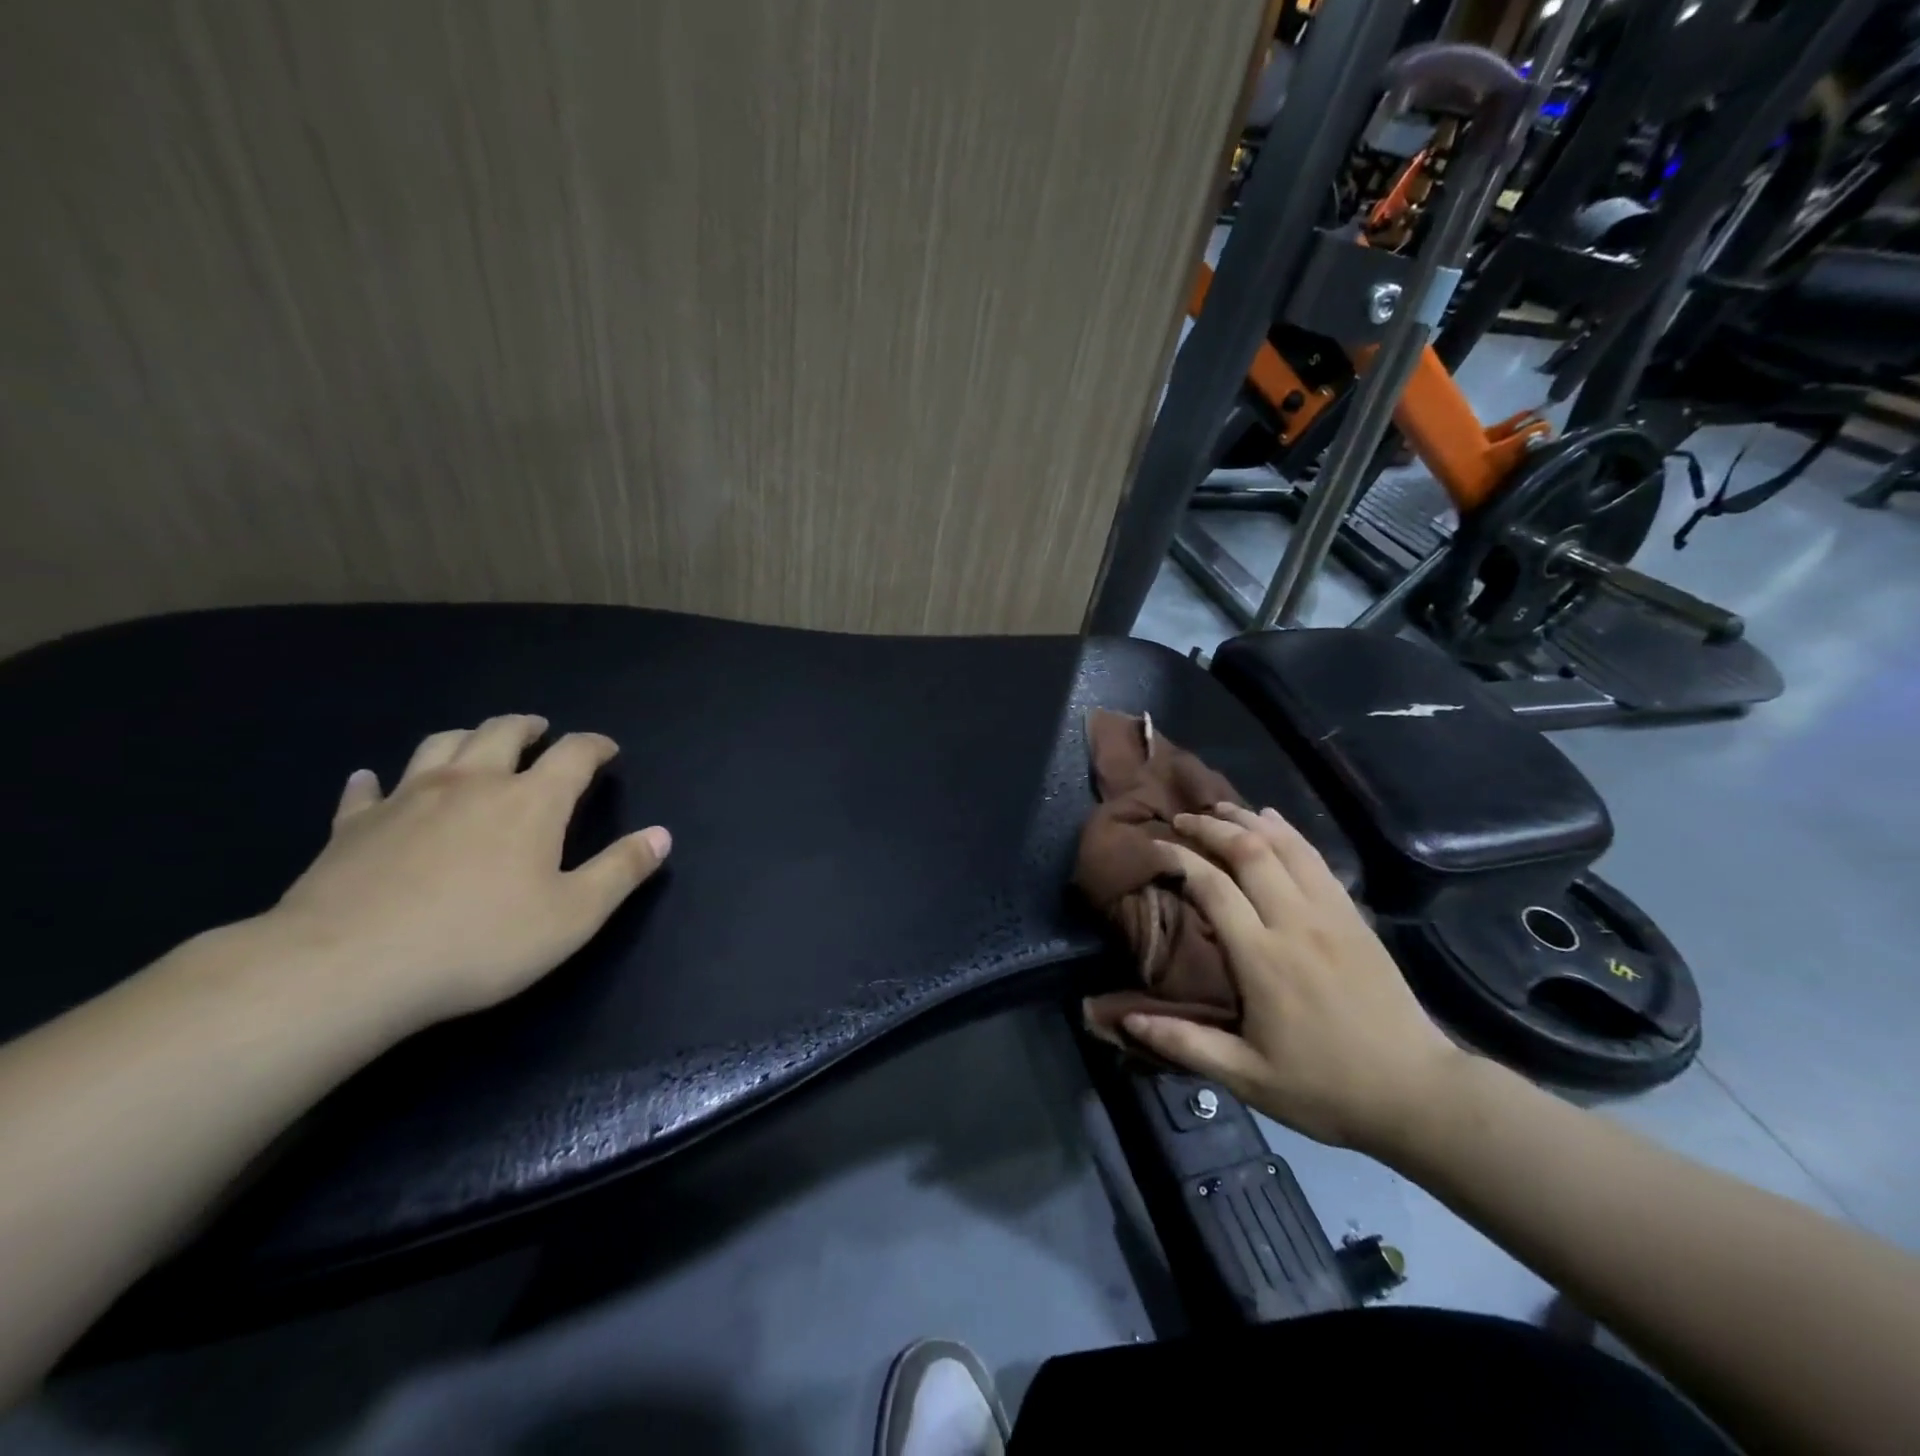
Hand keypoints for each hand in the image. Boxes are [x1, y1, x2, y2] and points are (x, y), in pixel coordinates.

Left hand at [261, 715, 670, 1032]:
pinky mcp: (352, 826)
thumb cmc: (480, 941)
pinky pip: (366, 790)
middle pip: (502, 732)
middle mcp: (472, 783)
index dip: (595, 746)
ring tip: (478, 742)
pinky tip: (372, 781)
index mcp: (531, 801)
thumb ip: (621, 870)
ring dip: (467, 736)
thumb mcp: (574, 915)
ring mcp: (406, 799)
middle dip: (529, 727)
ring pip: (441, 745)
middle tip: (541, 730)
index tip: (607, 749)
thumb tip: (662, 835)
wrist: (347, 968)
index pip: (573, 754)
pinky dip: (376, 781)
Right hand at [1120, 803, 1461, 1154]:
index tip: (1155, 846)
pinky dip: (1288, 832)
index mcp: (1263, 959)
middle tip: (1181, 820)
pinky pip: (1317, 859)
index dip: (1180, 859)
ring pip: (1285, 846)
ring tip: (1219, 808)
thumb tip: (1125, 1019)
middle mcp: (1295, 923)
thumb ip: (1185, 1043)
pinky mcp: (1354, 916)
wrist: (1418, 1093)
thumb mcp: (1248, 1078)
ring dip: (1248, 820)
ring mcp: (1331, 914)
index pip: (1213, 887)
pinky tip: (1272, 820)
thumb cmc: (1325, 1087)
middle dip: (1210, 827)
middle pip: (1249, 851)